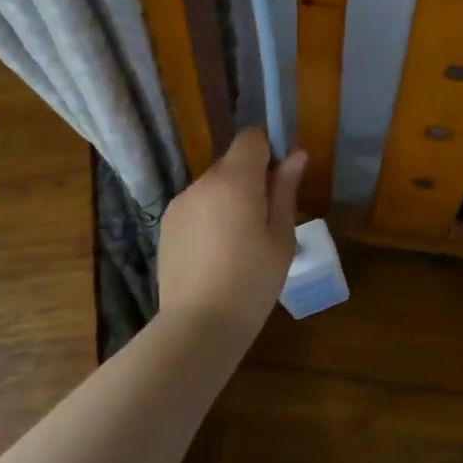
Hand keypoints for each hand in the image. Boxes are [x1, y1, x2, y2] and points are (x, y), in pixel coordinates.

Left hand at [157, 128, 306, 334]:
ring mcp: (180, 203)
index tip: (283, 175)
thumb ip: (285, 190)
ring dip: (230, 198)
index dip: (270, 148)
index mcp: (235, 180)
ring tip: (241, 241)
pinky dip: (211, 216)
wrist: (199, 324)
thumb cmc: (252, 280)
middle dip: (252, 178)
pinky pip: (197, 206)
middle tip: (268, 217)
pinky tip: (218, 252)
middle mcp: (203, 182)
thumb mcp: (281, 236)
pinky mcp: (167, 224)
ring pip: (214, 186)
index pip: (251, 138)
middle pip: (232, 162)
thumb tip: (295, 154)